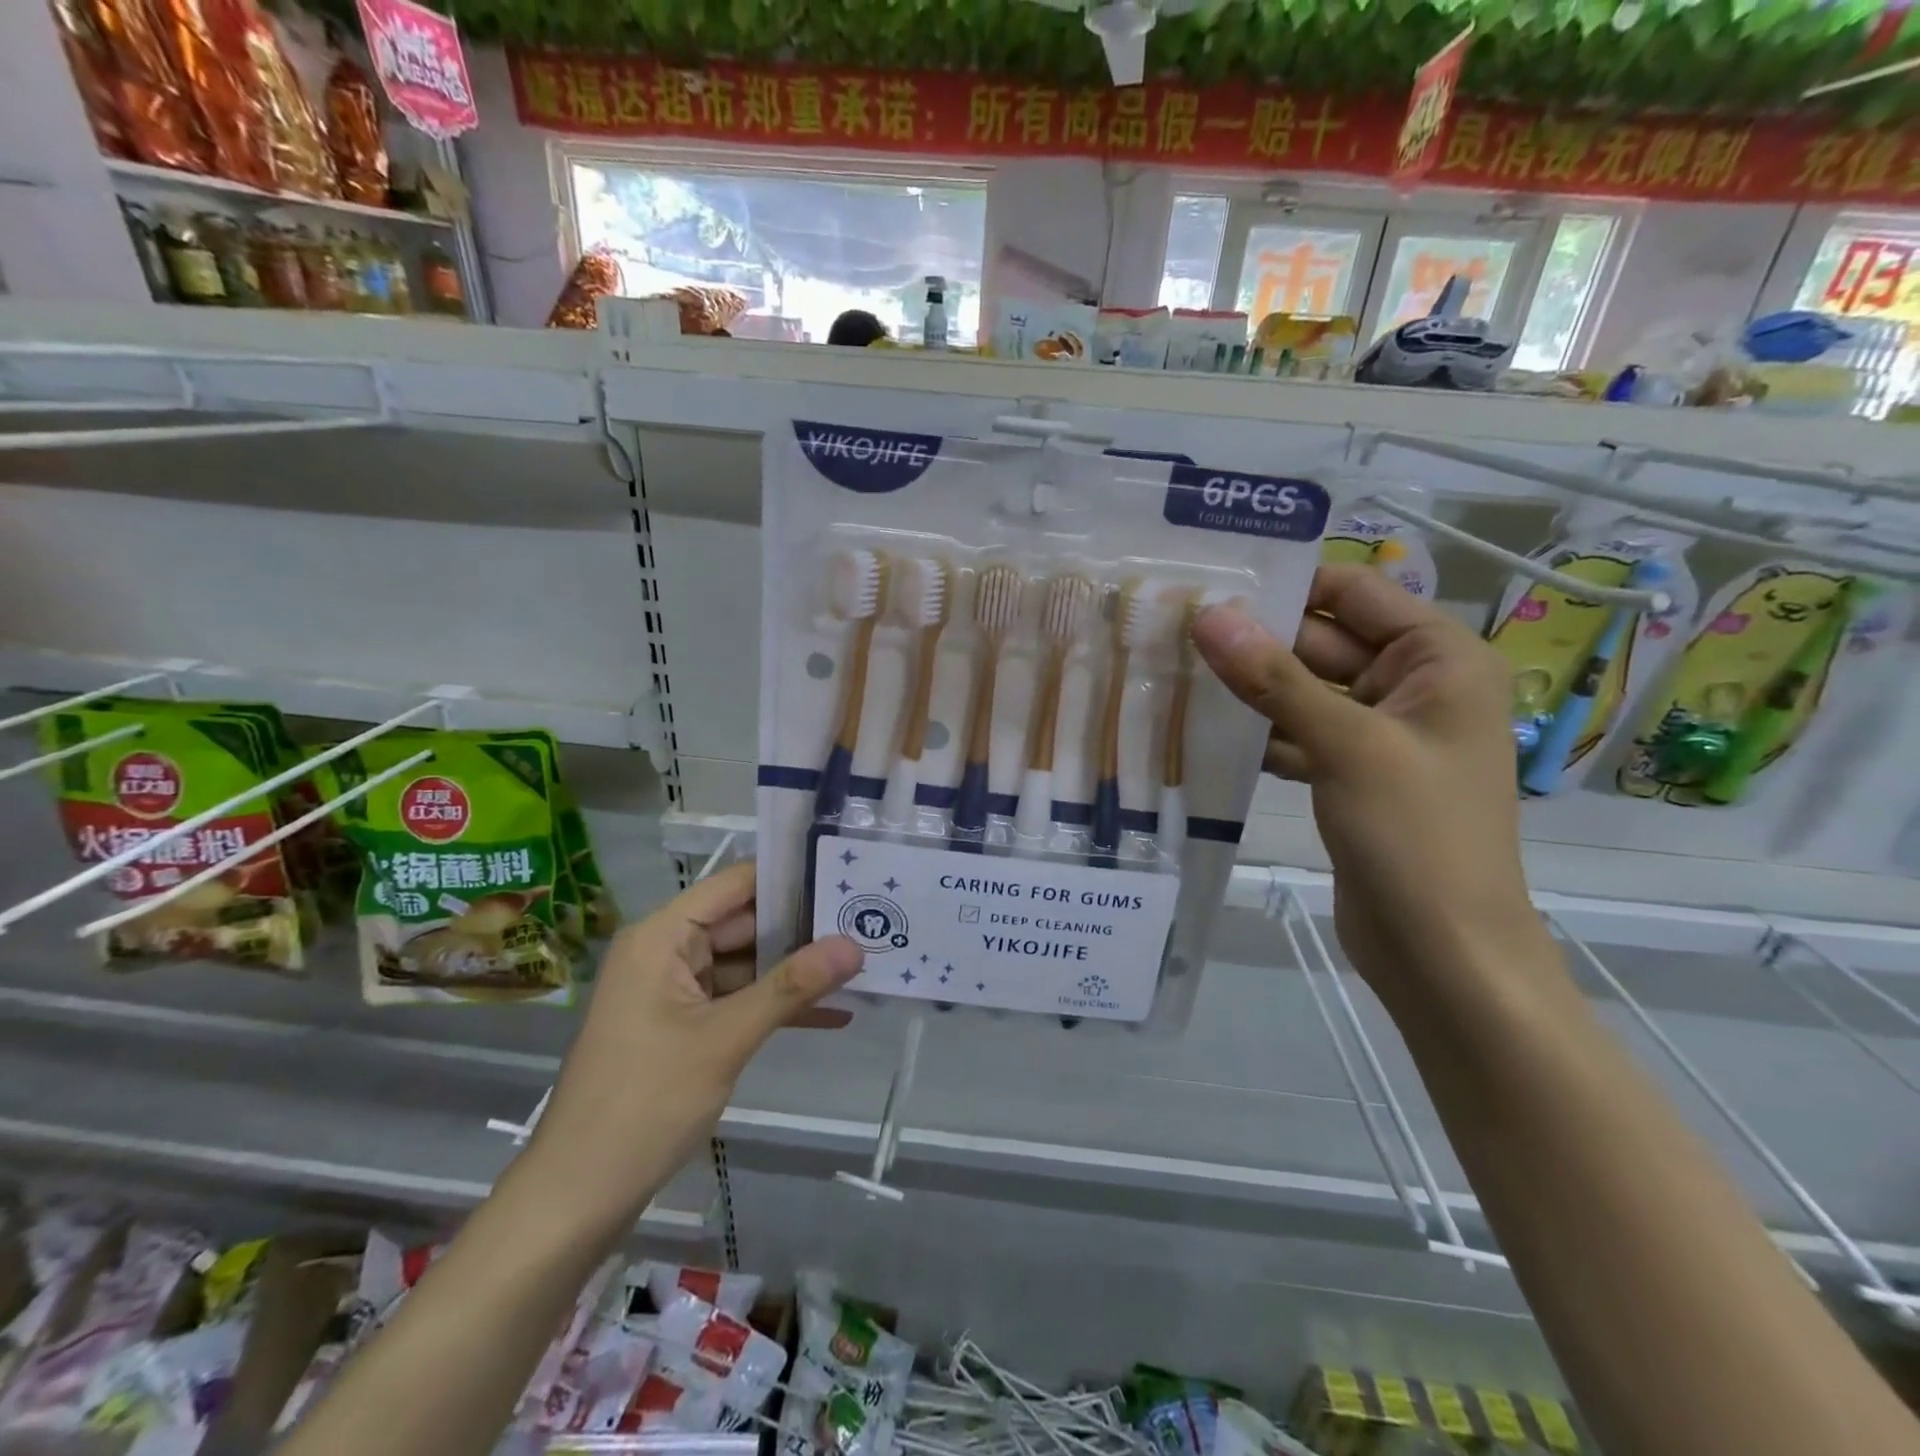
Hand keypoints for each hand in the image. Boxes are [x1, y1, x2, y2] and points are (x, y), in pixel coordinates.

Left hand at [523, 863, 861, 1236]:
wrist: (577, 1196)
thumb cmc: (645, 1102)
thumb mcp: (726, 1039)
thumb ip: (792, 987)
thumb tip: (855, 944)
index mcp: (663, 936)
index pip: (736, 884)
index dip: (790, 876)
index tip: (847, 874)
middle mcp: (666, 952)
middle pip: (744, 923)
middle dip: (803, 927)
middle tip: (869, 921)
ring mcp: (673, 991)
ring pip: (746, 964)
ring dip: (795, 970)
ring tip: (862, 962)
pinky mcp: (681, 1026)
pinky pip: (736, 1000)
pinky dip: (775, 1006)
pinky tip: (832, 1014)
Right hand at [1191, 564, 1535, 991]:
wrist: (1443, 952)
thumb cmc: (1415, 835)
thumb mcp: (1345, 744)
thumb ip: (1274, 677)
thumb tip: (1209, 614)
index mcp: (1441, 660)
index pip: (1356, 592)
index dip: (1289, 583)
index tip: (1213, 582)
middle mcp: (1415, 687)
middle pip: (1325, 641)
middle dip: (1257, 638)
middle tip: (1175, 626)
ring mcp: (1380, 735)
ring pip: (1305, 690)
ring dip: (1251, 687)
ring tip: (1176, 669)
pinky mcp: (1351, 774)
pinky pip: (1300, 734)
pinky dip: (1260, 732)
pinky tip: (1204, 728)